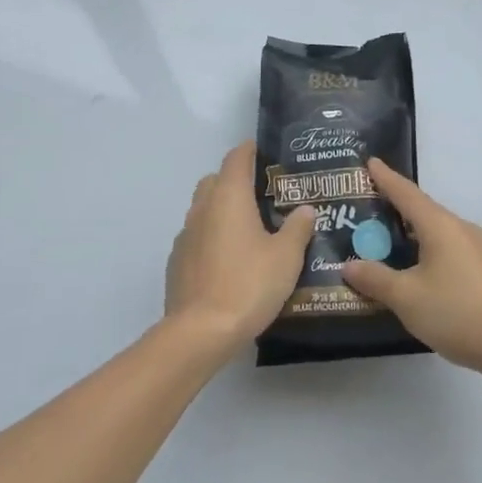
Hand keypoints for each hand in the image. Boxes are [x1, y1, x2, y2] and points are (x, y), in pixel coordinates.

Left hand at [163, 142, 316, 351]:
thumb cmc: (249, 284)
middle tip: (262, 195)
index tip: (265, 152)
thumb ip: (297, 228)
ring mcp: (185, 235)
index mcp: (229, 197)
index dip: (250, 150)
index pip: (236, 158)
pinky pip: (196, 237)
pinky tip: (228, 260)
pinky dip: (211, 238)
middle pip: (215, 181)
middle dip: (235, 181)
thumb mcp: (286, 256)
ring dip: (222, 211)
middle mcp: (202, 208)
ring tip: (248, 230)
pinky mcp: (176, 262)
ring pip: (203, 209)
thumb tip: (305, 209)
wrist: (201, 331)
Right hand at [343, 160, 481, 377]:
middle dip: (394, 207)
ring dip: (410, 232)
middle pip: (422, 210)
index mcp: (440, 225)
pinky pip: (447, 249)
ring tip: (384, 239)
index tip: (369, 162)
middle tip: (365, 207)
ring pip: (436, 232)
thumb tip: (348, 265)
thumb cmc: (457, 312)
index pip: (406, 193)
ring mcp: (477, 249)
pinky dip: (425, 250)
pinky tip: (414, 269)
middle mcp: (460, 229)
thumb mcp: (407, 298)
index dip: (385, 178)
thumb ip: (376, 279)